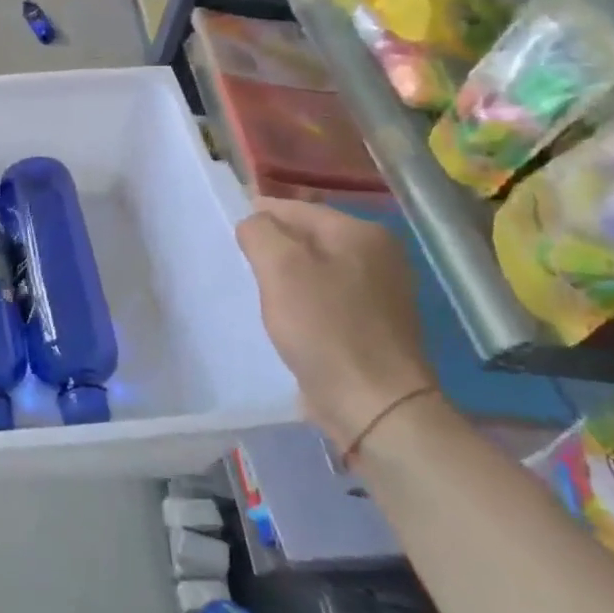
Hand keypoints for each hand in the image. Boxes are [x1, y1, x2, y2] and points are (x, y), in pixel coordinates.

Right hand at [234, 200, 438, 452]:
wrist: (375, 404)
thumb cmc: (323, 328)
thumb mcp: (280, 269)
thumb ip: (260, 233)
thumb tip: (254, 222)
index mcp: (361, 233)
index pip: (297, 208)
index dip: (260, 214)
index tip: (230, 230)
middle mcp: (380, 255)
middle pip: (311, 236)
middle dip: (275, 246)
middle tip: (242, 263)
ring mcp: (383, 291)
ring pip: (319, 267)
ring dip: (289, 274)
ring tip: (261, 291)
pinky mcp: (377, 324)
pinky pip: (330, 296)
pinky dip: (306, 299)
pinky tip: (289, 317)